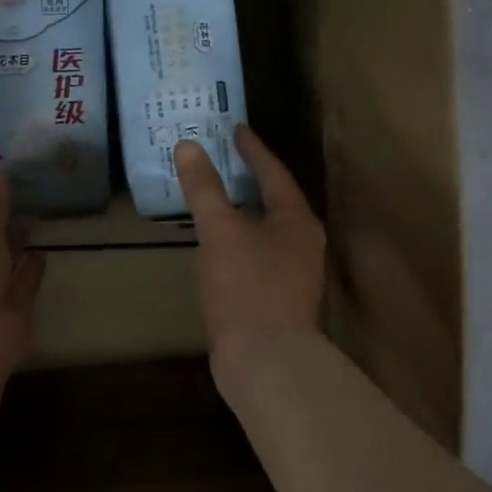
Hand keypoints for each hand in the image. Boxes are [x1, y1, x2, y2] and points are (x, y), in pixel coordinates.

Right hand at [174, 128, 325, 373]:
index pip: (273, 173)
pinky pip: (256, 252)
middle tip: (221, 157)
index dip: (253, 149)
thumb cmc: (246, 287)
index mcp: (296, 220)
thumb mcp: (221, 231)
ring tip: (215, 195)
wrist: (266, 361)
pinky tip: (216, 243)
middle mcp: (302, 242)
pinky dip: (237, 237)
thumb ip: (204, 188)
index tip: (235, 129)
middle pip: (274, 199)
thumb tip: (189, 146)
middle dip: (248, 177)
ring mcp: (292, 272)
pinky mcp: (277, 296)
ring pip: (265, 228)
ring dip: (242, 209)